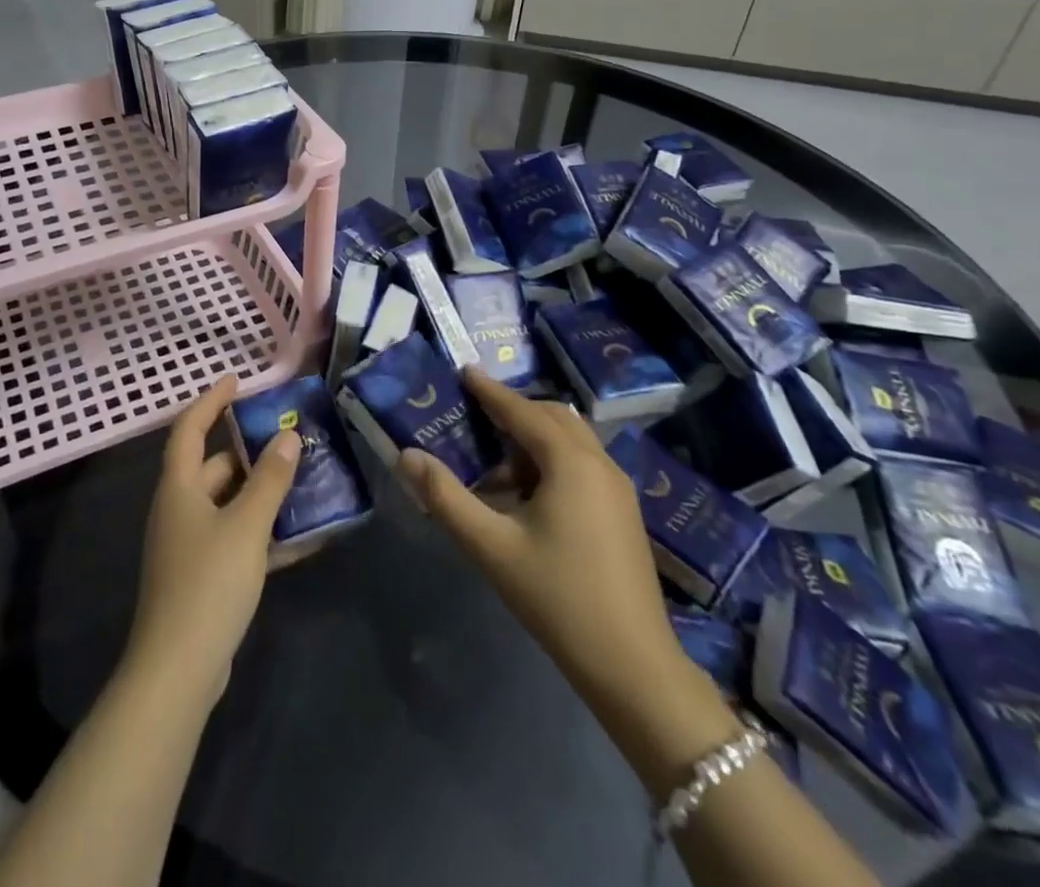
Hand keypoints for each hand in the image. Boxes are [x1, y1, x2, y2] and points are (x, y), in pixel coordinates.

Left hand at [125, 376, 300, 704]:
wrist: (178, 670)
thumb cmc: (209, 583)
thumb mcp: (246, 526)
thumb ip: (269, 480)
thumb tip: (286, 436)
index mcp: (179, 487)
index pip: (190, 428)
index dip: (211, 400)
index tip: (238, 380)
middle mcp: (179, 508)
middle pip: (214, 467)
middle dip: (250, 452)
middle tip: (288, 440)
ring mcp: (189, 544)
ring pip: (229, 504)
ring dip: (262, 494)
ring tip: (303, 481)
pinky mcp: (202, 575)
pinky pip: (235, 538)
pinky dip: (262, 532)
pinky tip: (301, 538)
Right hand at [398, 369, 682, 703]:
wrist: (633, 667)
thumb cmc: (557, 597)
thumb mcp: (491, 546)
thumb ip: (445, 497)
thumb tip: (406, 454)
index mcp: (571, 463)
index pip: (523, 411)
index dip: (491, 391)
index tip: (464, 371)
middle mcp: (600, 464)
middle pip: (553, 417)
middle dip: (514, 411)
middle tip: (476, 417)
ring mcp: (618, 489)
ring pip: (572, 441)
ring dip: (534, 438)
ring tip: (496, 463)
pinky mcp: (624, 513)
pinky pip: (583, 464)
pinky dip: (553, 460)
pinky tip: (529, 495)